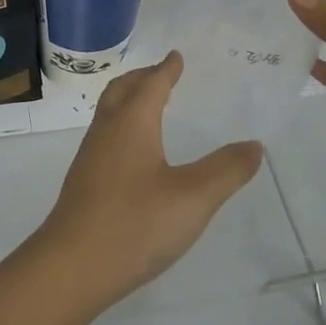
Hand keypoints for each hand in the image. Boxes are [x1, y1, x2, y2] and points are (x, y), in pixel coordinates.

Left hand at [34, 52, 263, 316]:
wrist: (71, 267)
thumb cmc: (135, 224)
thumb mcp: (193, 198)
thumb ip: (226, 170)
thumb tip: (255, 145)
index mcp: (132, 124)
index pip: (151, 85)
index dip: (166, 69)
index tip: (176, 56)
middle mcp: (107, 131)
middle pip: (122, 91)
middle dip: (142, 78)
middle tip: (161, 73)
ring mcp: (91, 157)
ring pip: (109, 113)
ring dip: (128, 100)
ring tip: (148, 106)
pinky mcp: (84, 183)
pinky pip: (105, 136)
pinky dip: (121, 125)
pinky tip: (132, 153)